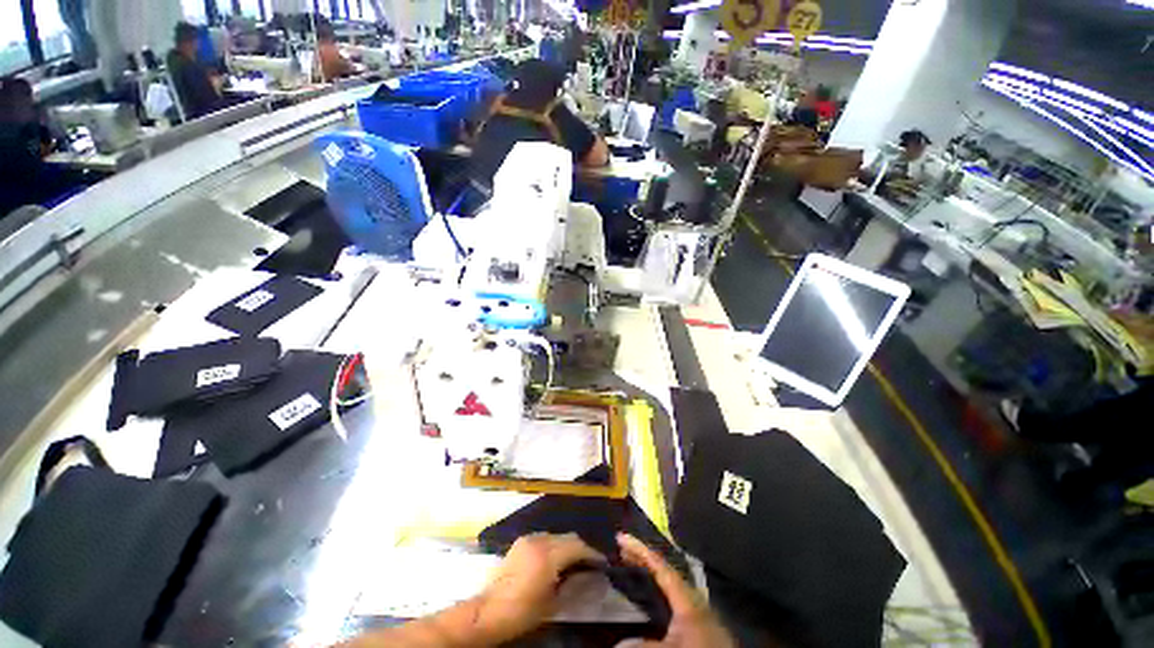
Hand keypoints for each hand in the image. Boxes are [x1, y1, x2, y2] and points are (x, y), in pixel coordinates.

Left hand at [475, 533, 603, 642]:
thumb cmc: (523, 611)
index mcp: (548, 555)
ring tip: (573, 562)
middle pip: (568, 537)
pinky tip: (555, 559)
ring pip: (557, 535)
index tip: (603, 563)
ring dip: (567, 545)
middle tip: (590, 563)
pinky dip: (554, 544)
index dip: (593, 553)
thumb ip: (576, 586)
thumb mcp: (553, 603)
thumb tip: (595, 576)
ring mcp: (528, 538)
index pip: (578, 546)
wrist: (489, 611)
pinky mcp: (521, 541)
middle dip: (581, 548)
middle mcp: (539, 540)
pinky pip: (544, 537)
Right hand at [616, 533, 734, 647]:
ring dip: (651, 571)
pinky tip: (653, 593)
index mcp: (687, 597)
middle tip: (622, 549)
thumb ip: (645, 644)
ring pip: (671, 582)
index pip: (660, 565)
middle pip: (665, 569)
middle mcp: (693, 596)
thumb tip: (619, 642)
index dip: (640, 549)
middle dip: (643, 558)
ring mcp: (698, 608)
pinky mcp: (700, 622)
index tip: (621, 537)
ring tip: (633, 564)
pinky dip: (659, 587)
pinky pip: (675, 595)